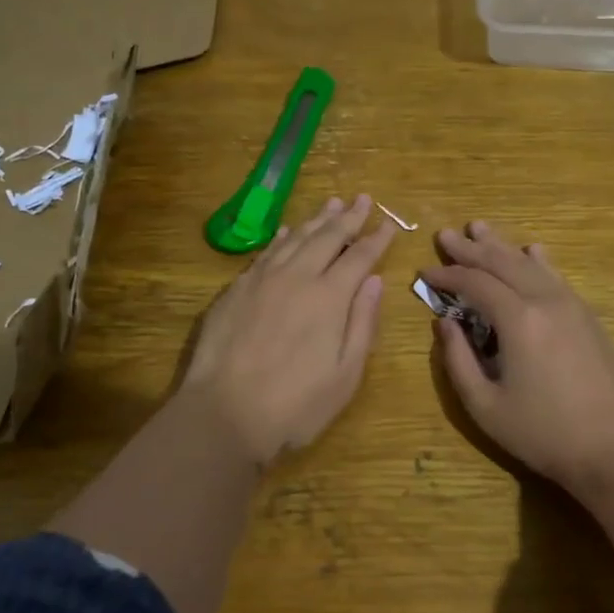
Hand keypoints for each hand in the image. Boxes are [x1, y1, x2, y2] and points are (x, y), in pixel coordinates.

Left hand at [181, 194, 393, 465]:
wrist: (223, 414)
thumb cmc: (295, 405)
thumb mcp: (346, 375)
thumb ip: (362, 323)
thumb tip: (375, 281)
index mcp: (329, 297)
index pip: (359, 257)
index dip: (376, 239)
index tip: (389, 224)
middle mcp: (296, 277)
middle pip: (327, 237)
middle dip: (348, 217)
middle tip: (362, 198)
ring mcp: (261, 280)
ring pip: (294, 238)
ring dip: (315, 220)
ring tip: (331, 203)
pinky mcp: (235, 290)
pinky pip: (264, 253)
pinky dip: (281, 238)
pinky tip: (286, 232)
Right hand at [424, 220, 613, 494]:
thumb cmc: (544, 432)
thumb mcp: (485, 405)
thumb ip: (458, 360)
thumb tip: (443, 323)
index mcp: (517, 320)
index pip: (474, 283)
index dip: (446, 275)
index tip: (424, 271)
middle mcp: (544, 300)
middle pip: (502, 262)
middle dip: (470, 248)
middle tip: (446, 234)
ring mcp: (571, 305)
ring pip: (529, 263)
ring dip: (502, 245)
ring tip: (480, 228)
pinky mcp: (587, 316)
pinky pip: (555, 276)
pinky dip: (537, 260)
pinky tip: (532, 250)